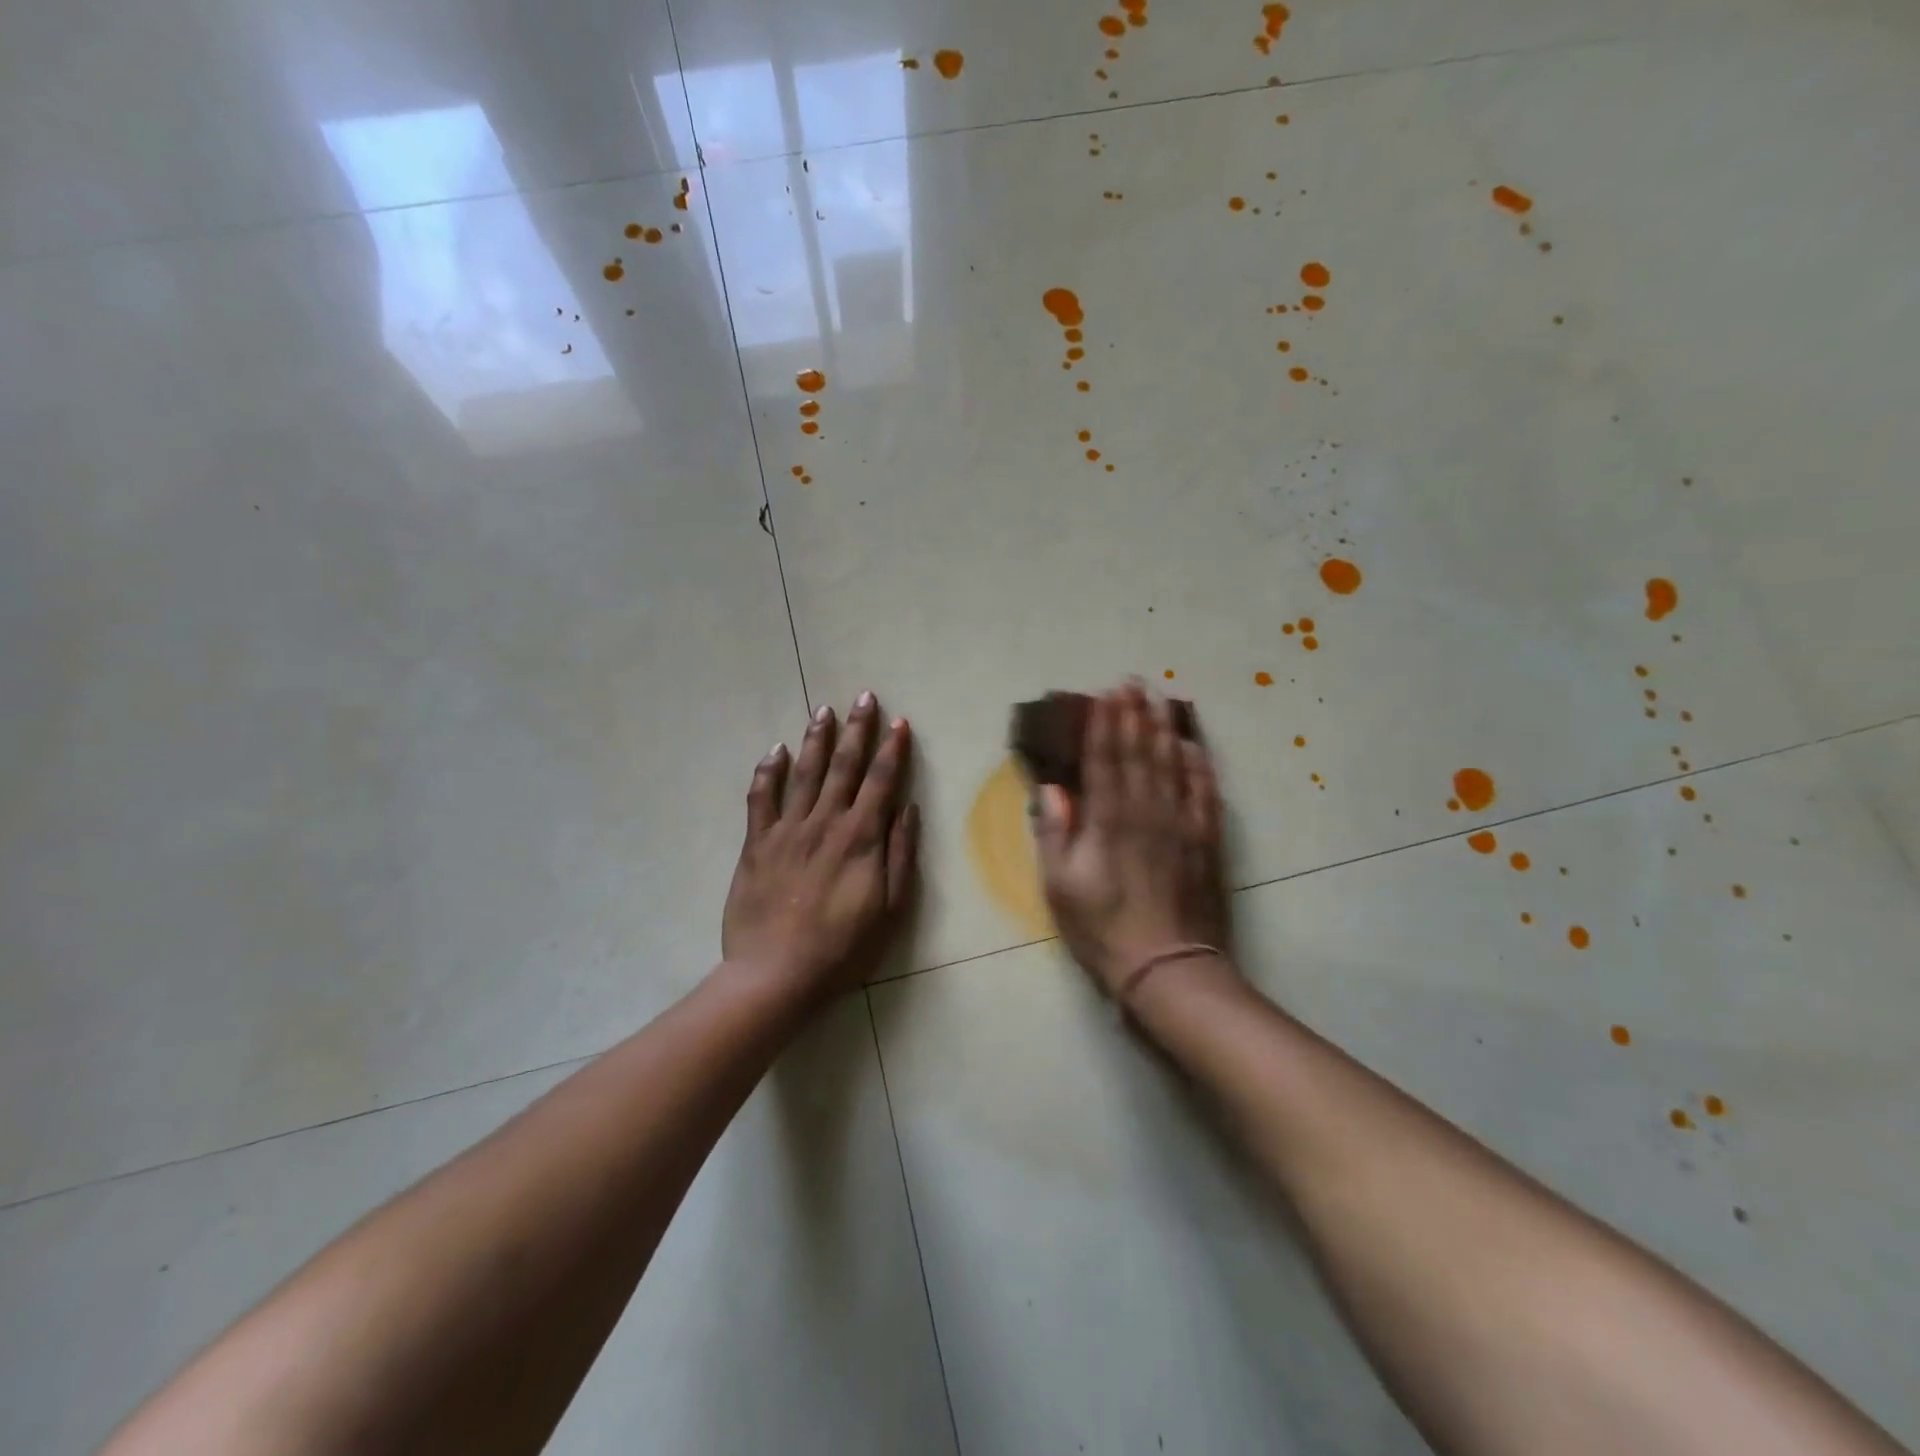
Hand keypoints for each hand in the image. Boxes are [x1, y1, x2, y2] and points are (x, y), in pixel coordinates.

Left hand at [722, 692, 919, 1004]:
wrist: (776, 974)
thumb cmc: (843, 949)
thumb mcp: (890, 909)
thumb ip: (900, 855)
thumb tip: (908, 809)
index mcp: (861, 838)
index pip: (881, 781)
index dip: (892, 750)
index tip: (899, 722)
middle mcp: (825, 823)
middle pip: (844, 766)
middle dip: (857, 729)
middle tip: (863, 696)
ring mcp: (787, 830)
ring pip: (804, 772)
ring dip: (816, 739)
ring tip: (823, 710)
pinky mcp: (756, 844)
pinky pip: (761, 798)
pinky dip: (768, 771)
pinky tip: (775, 750)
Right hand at [1034, 683, 1231, 997]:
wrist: (1169, 966)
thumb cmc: (1104, 929)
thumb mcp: (1061, 886)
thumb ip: (1056, 833)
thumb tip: (1052, 789)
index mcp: (1109, 820)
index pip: (1105, 759)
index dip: (1103, 725)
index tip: (1104, 695)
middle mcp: (1147, 810)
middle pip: (1140, 752)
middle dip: (1134, 715)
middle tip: (1133, 683)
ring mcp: (1182, 823)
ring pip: (1172, 764)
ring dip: (1164, 729)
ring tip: (1160, 700)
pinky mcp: (1206, 840)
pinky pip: (1205, 792)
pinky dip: (1199, 766)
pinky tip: (1195, 746)